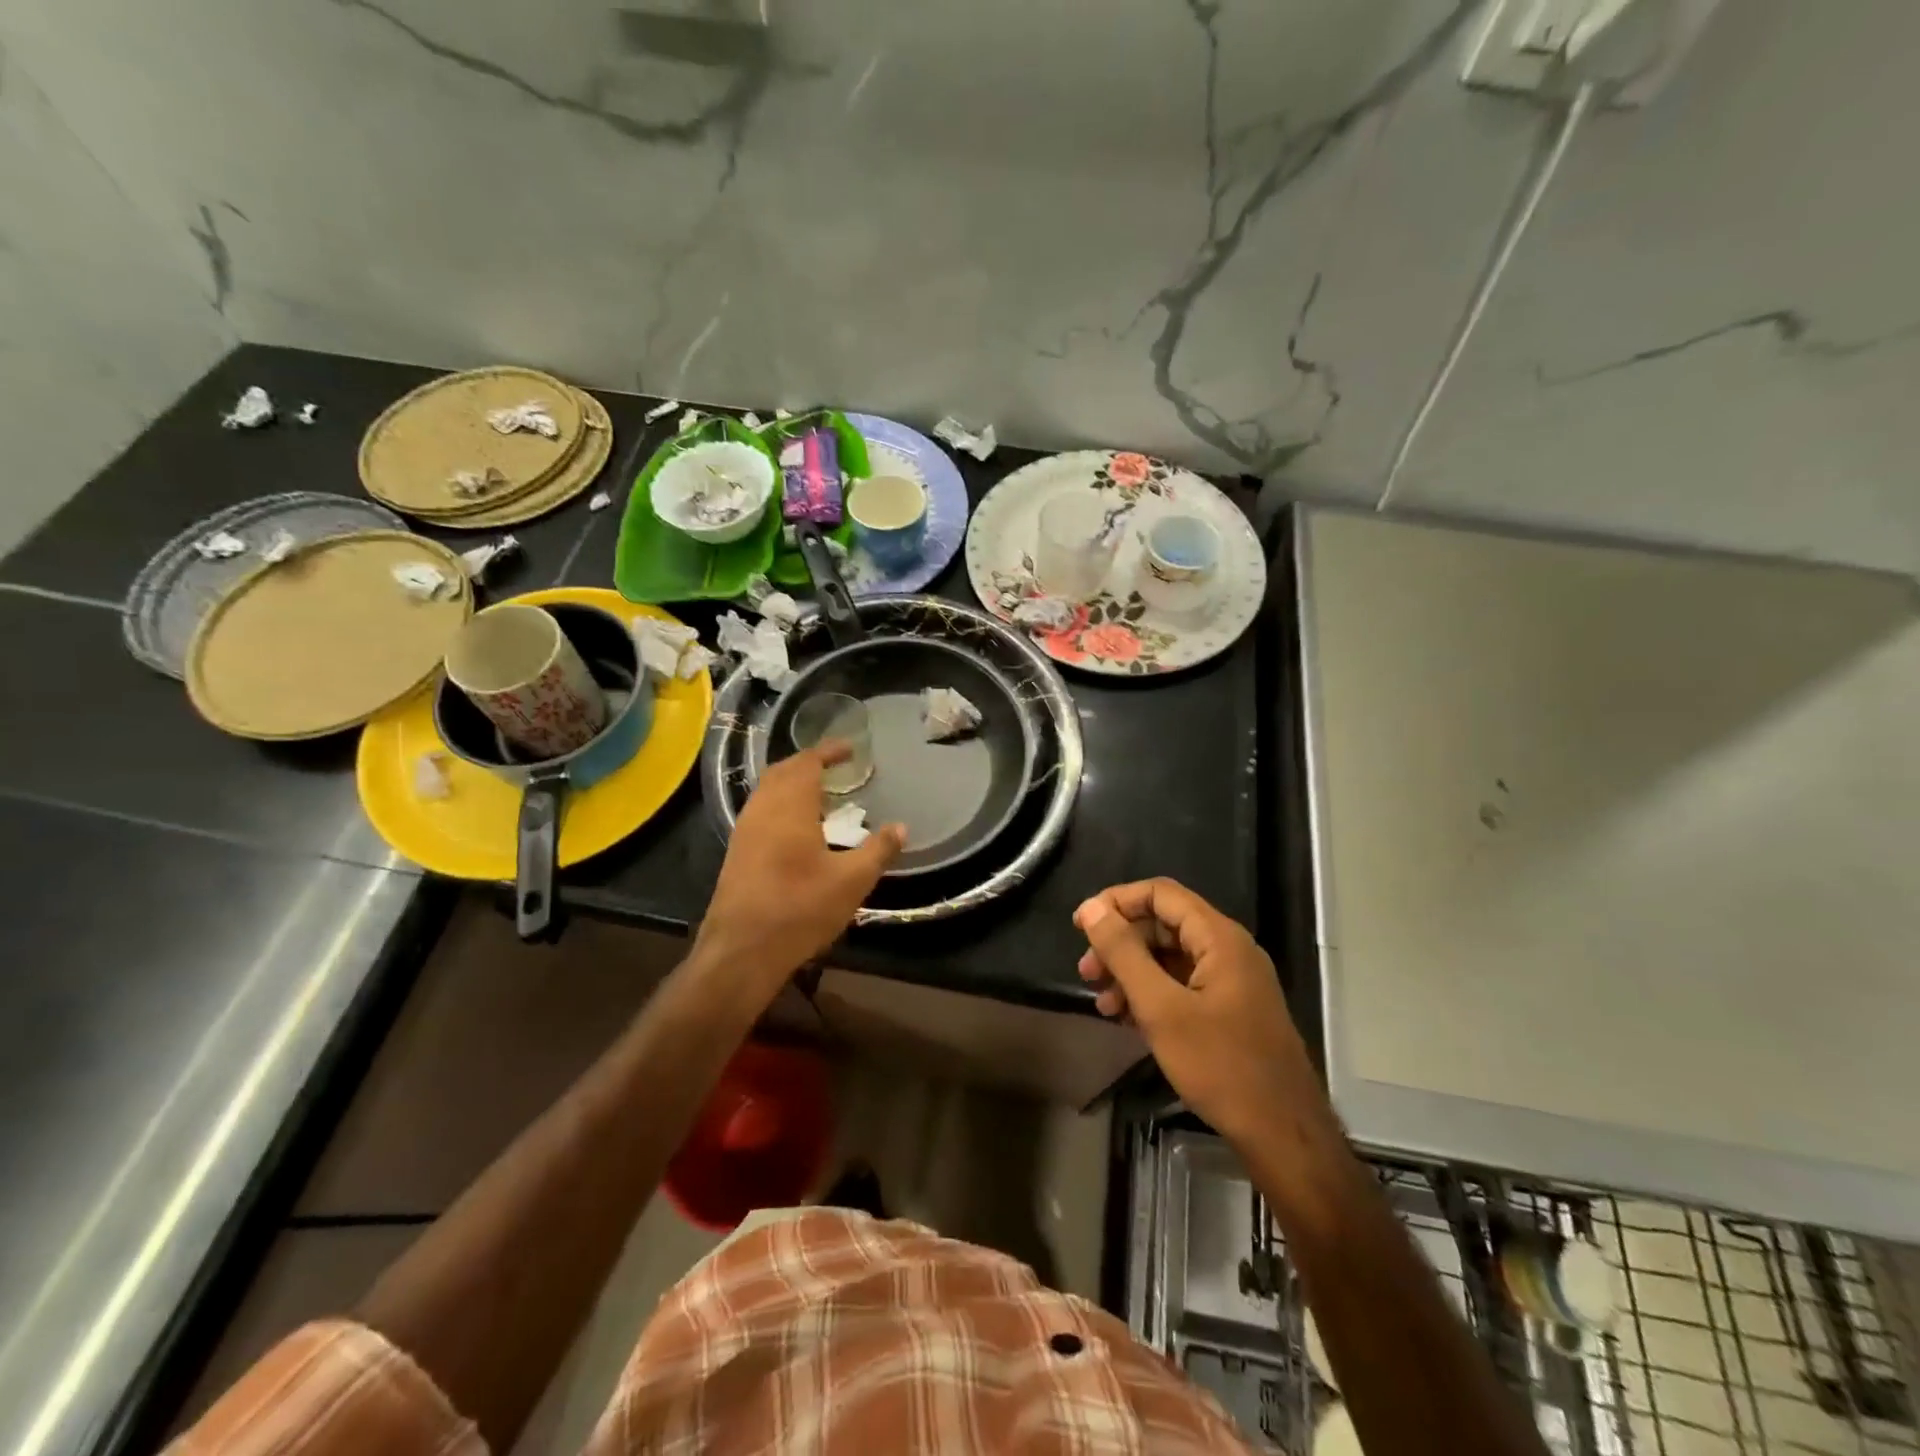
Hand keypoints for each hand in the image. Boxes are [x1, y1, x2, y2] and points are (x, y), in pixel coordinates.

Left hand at [695, 743, 903, 995]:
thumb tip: (901, 827)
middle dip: (808, 763)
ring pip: (767, 791)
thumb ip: (878, 850)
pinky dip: (781, 804)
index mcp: (789, 807)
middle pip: (782, 771)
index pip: (807, 762)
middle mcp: (762, 810)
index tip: (850, 748)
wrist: (741, 952)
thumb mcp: (852, 881)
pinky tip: (798, 829)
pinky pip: (760, 811)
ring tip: (821, 796)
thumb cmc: (800, 909)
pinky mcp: (736, 853)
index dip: (828, 751)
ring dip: (792, 784)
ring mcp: (744, 831)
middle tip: (835, 767)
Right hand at [1075, 879, 1325, 1148]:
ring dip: (1131, 973)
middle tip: (1086, 972)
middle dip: (1120, 943)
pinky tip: (1128, 1019)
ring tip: (1103, 1003)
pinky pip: (1183, 985)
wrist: (1283, 1135)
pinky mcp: (1230, 1010)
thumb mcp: (1161, 1008)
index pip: (1160, 894)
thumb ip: (1123, 953)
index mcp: (1219, 938)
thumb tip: (1091, 908)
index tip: (1080, 926)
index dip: (1116, 902)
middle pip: (1163, 924)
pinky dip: (1152, 994)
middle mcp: (1229, 949)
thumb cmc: (1220, 1066)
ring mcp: (1232, 981)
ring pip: (1170, 958)